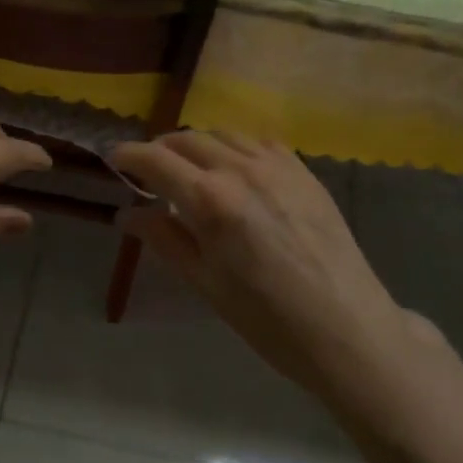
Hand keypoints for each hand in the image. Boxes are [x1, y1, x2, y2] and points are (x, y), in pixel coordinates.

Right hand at [110, 133, 421, 398]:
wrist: (348, 329)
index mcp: (211, 200)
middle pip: (187, 139)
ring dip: (196, 144)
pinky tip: (234, 169)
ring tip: (190, 168)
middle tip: (148, 170)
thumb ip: (164, 240)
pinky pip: (258, 142)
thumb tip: (127, 215)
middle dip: (160, 148)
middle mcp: (240, 169)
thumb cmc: (269, 320)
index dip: (128, 155)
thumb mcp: (206, 285)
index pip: (156, 159)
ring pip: (222, 134)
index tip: (113, 158)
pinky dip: (234, 146)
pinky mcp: (304, 170)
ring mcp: (277, 165)